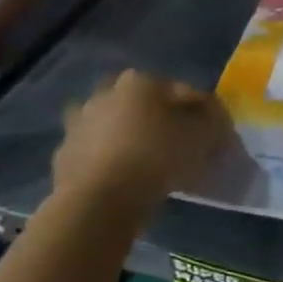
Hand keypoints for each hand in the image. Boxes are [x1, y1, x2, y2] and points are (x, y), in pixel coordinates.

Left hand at [52, 71, 232, 213]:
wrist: (100, 199)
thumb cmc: (158, 157)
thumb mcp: (203, 136)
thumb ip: (214, 121)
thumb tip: (215, 118)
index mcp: (141, 82)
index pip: (183, 91)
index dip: (205, 112)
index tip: (217, 134)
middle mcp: (106, 93)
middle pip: (144, 104)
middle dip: (162, 118)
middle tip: (179, 143)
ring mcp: (80, 122)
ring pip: (116, 125)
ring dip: (131, 135)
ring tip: (149, 160)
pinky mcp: (65, 153)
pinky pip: (97, 151)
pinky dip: (110, 158)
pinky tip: (125, 176)